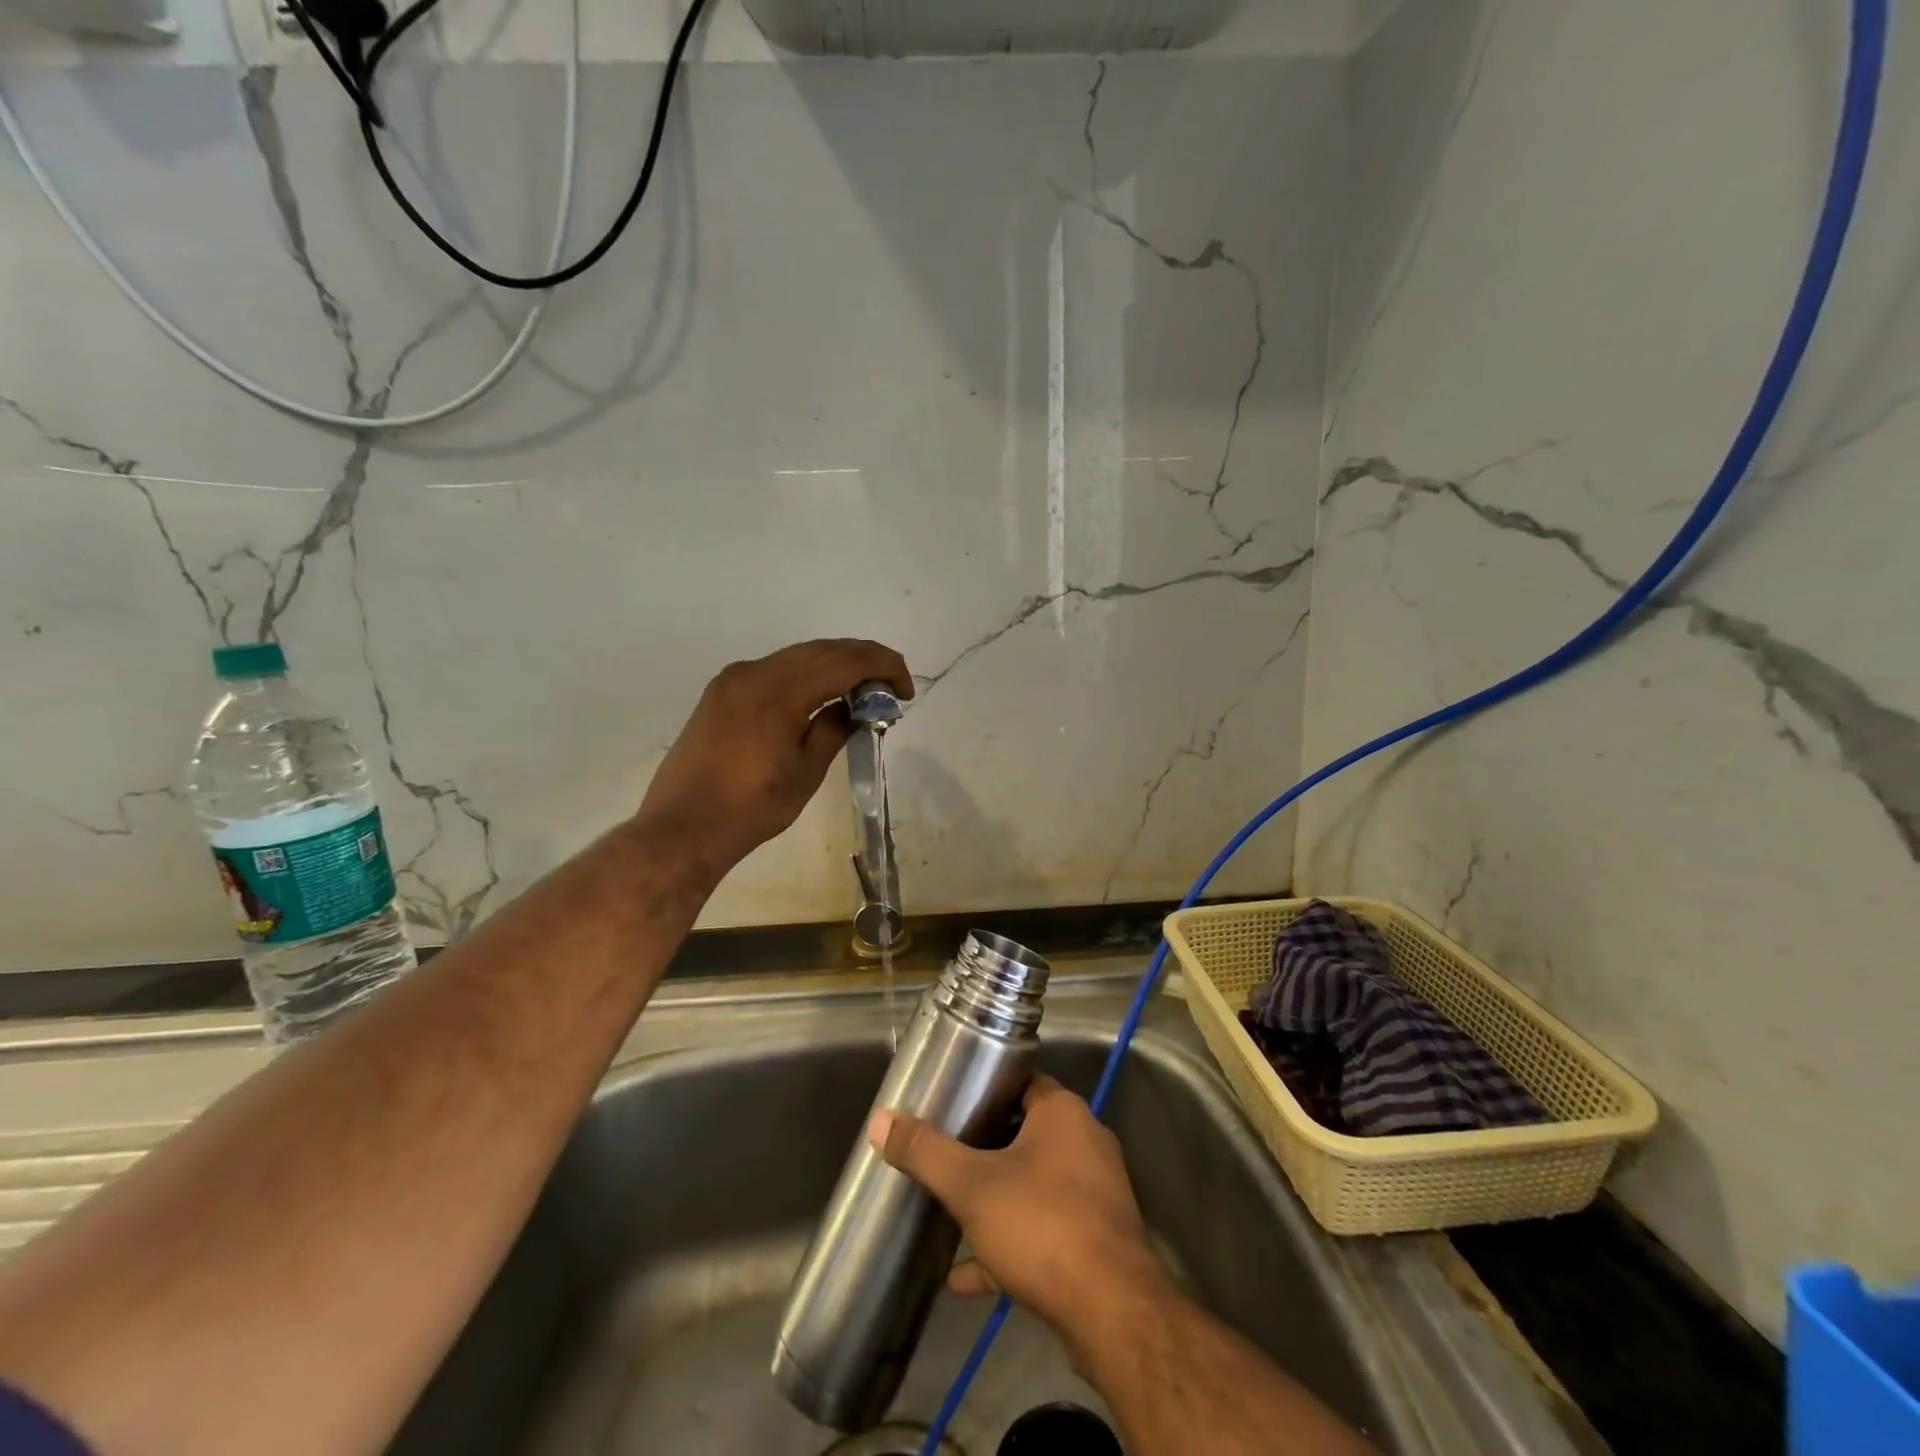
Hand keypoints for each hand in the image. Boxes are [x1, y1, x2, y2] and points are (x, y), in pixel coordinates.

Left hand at [639, 639, 911, 879]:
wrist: (682, 827)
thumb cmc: (751, 808)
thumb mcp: (806, 771)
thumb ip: (834, 729)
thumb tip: (857, 707)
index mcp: (780, 691)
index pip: (846, 661)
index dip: (883, 667)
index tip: (905, 691)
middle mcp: (755, 672)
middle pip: (823, 650)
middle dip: (863, 661)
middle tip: (890, 688)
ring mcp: (734, 678)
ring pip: (797, 656)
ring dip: (835, 665)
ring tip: (861, 692)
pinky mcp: (722, 691)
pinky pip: (774, 669)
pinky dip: (806, 674)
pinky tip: (820, 696)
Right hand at [868, 1076, 1170, 1347]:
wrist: (1113, 1314)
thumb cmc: (1042, 1225)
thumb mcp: (972, 1186)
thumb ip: (926, 1152)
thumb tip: (880, 1121)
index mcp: (1063, 1113)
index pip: (1021, 1082)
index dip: (986, 1089)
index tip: (952, 1101)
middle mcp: (1085, 1143)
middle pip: (1026, 1132)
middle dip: (985, 1146)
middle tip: (944, 1153)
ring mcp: (1094, 1194)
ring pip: (1034, 1185)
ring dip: (995, 1200)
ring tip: (950, 1211)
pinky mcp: (1095, 1240)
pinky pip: (1044, 1231)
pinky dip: (1009, 1246)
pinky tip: (964, 1276)